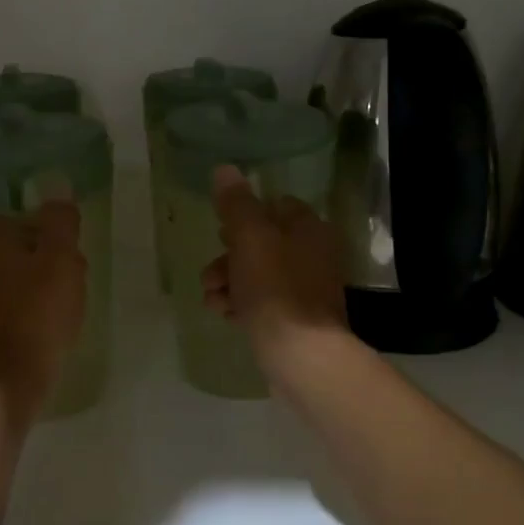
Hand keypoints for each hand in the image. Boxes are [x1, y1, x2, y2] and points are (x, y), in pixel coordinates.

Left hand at [0, 201, 87, 424]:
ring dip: (39, 292)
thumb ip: (60, 223)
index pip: (16, 219)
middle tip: (74, 281)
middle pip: (15, 252)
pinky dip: (28, 318)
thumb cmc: (36, 315)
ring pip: (12, 284)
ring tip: (66, 310)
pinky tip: (48, 334)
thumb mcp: (60, 260)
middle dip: (45, 263)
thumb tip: (58, 191)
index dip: (45, 232)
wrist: (2, 385)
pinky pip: (9, 314)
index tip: (69, 252)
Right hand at [201, 166, 350, 374]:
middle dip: (228, 256)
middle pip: (262, 243)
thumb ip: (236, 204)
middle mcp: (313, 255)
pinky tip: (225, 315)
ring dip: (229, 282)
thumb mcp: (251, 239)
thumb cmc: (276, 289)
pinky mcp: (295, 320)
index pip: (276, 206)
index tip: (221, 230)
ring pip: (257, 275)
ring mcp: (305, 290)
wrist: (301, 355)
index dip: (244, 215)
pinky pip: (262, 303)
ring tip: (212, 299)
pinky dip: (241, 304)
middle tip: (210, 273)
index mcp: (309, 229)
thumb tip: (225, 169)